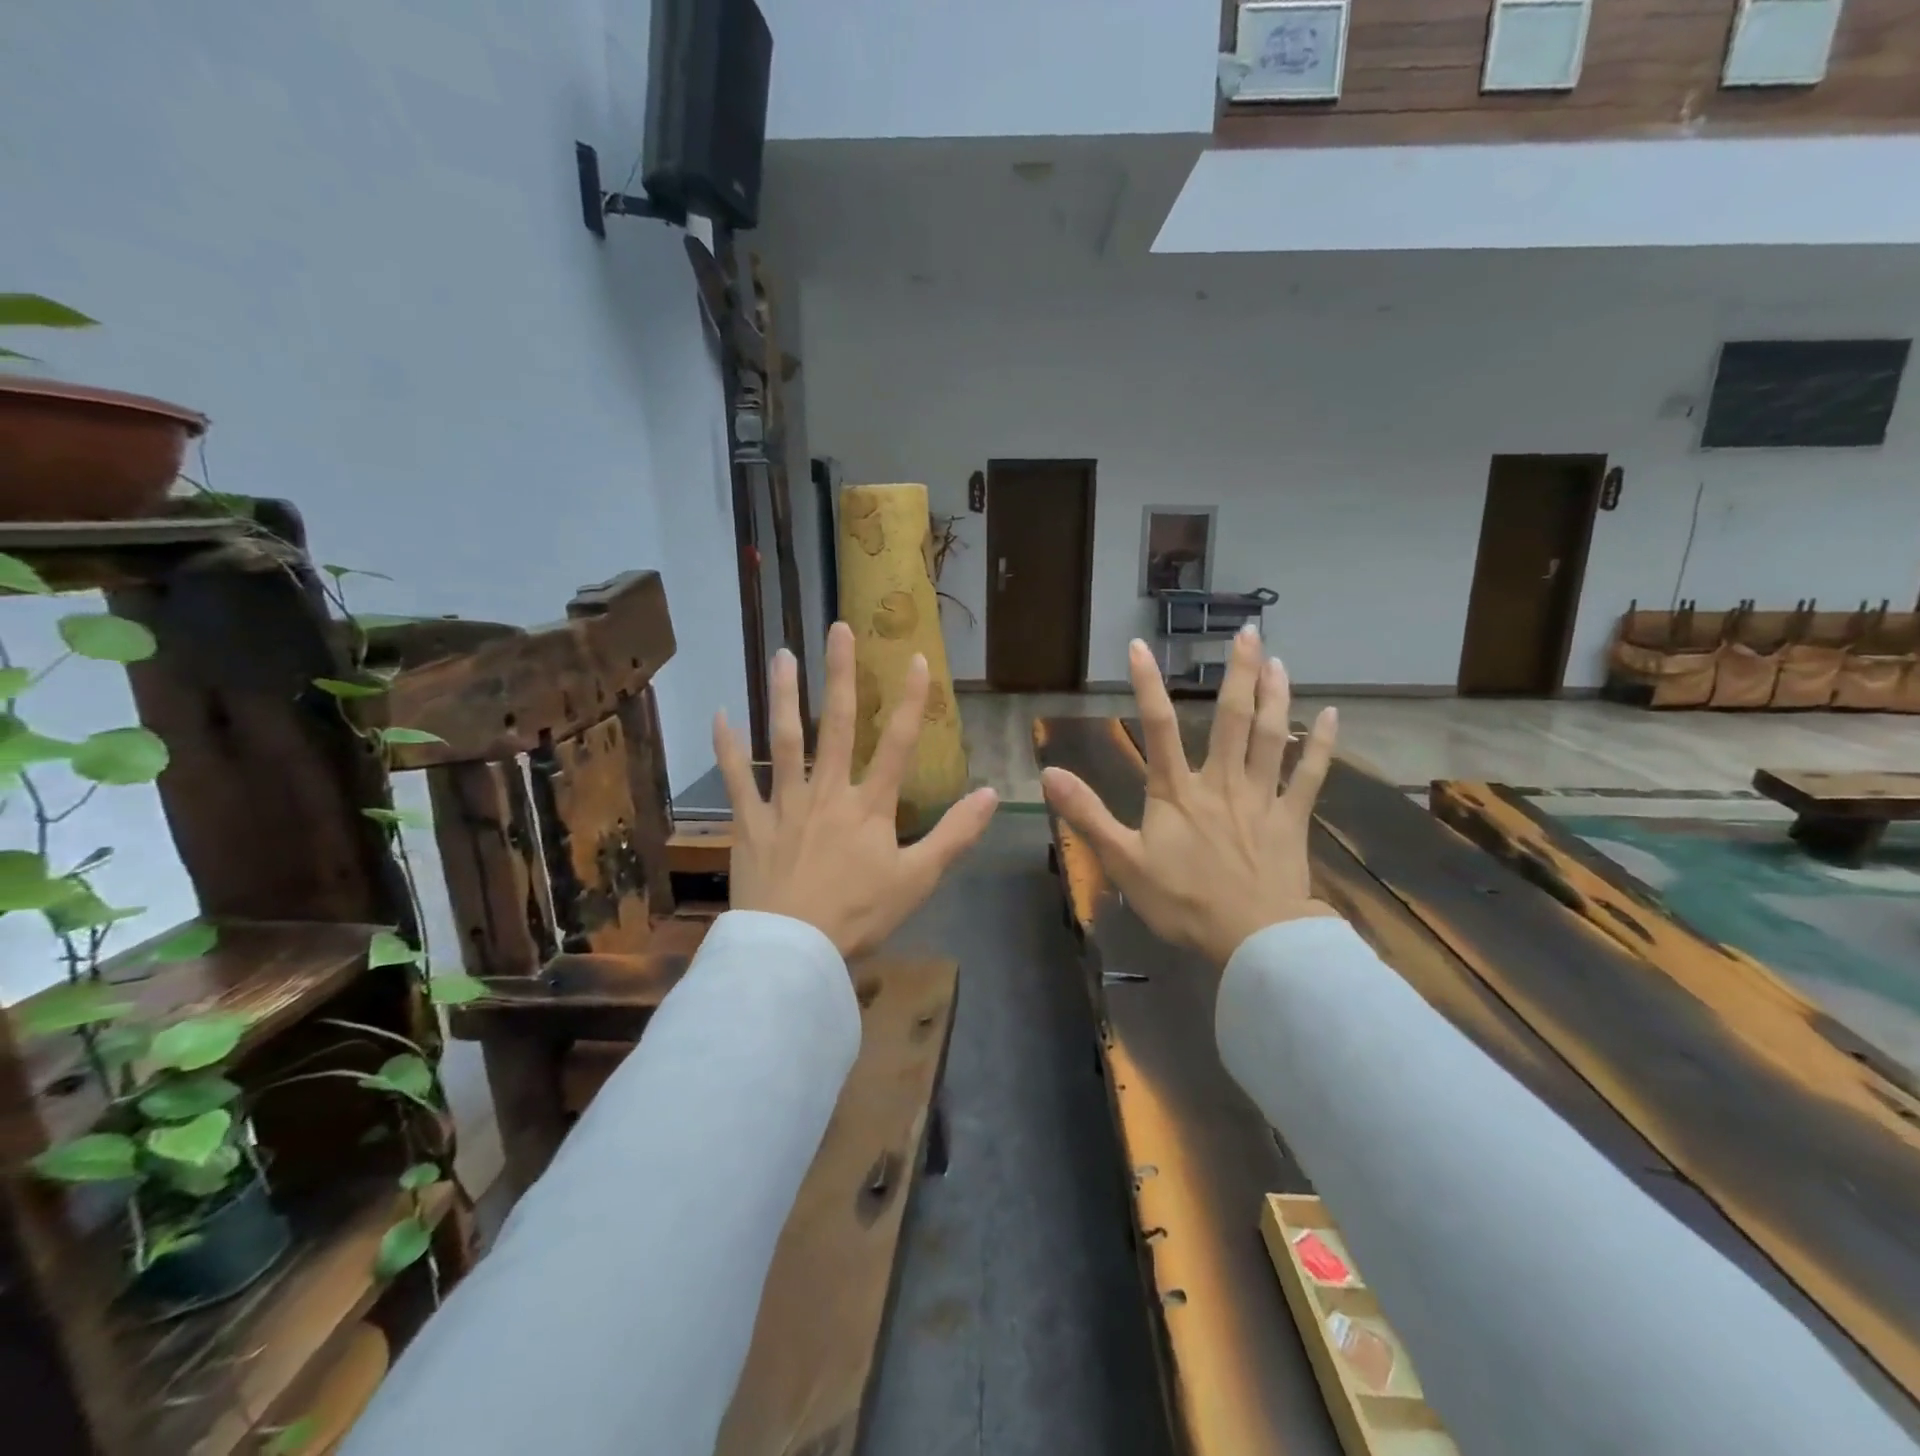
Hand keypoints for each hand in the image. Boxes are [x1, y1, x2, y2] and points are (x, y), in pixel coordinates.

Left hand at [715, 621, 999, 958]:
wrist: (793, 951)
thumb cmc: (859, 916)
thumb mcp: (919, 879)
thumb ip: (955, 834)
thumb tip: (993, 793)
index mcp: (870, 806)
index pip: (899, 744)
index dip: (911, 700)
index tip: (917, 658)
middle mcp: (827, 792)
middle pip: (837, 724)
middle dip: (841, 675)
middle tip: (838, 629)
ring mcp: (784, 804)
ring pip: (784, 740)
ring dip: (784, 695)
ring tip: (783, 655)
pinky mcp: (750, 822)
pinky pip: (735, 779)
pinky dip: (726, 748)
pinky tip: (720, 714)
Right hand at [1041, 625, 1338, 966]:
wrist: (1252, 939)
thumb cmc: (1183, 902)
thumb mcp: (1123, 861)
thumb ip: (1087, 815)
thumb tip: (1049, 774)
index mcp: (1178, 792)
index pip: (1159, 727)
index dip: (1147, 685)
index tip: (1140, 646)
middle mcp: (1222, 782)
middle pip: (1232, 718)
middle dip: (1239, 672)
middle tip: (1249, 632)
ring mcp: (1262, 798)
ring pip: (1272, 736)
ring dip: (1276, 695)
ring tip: (1278, 660)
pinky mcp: (1292, 819)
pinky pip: (1310, 775)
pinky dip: (1322, 745)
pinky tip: (1331, 716)